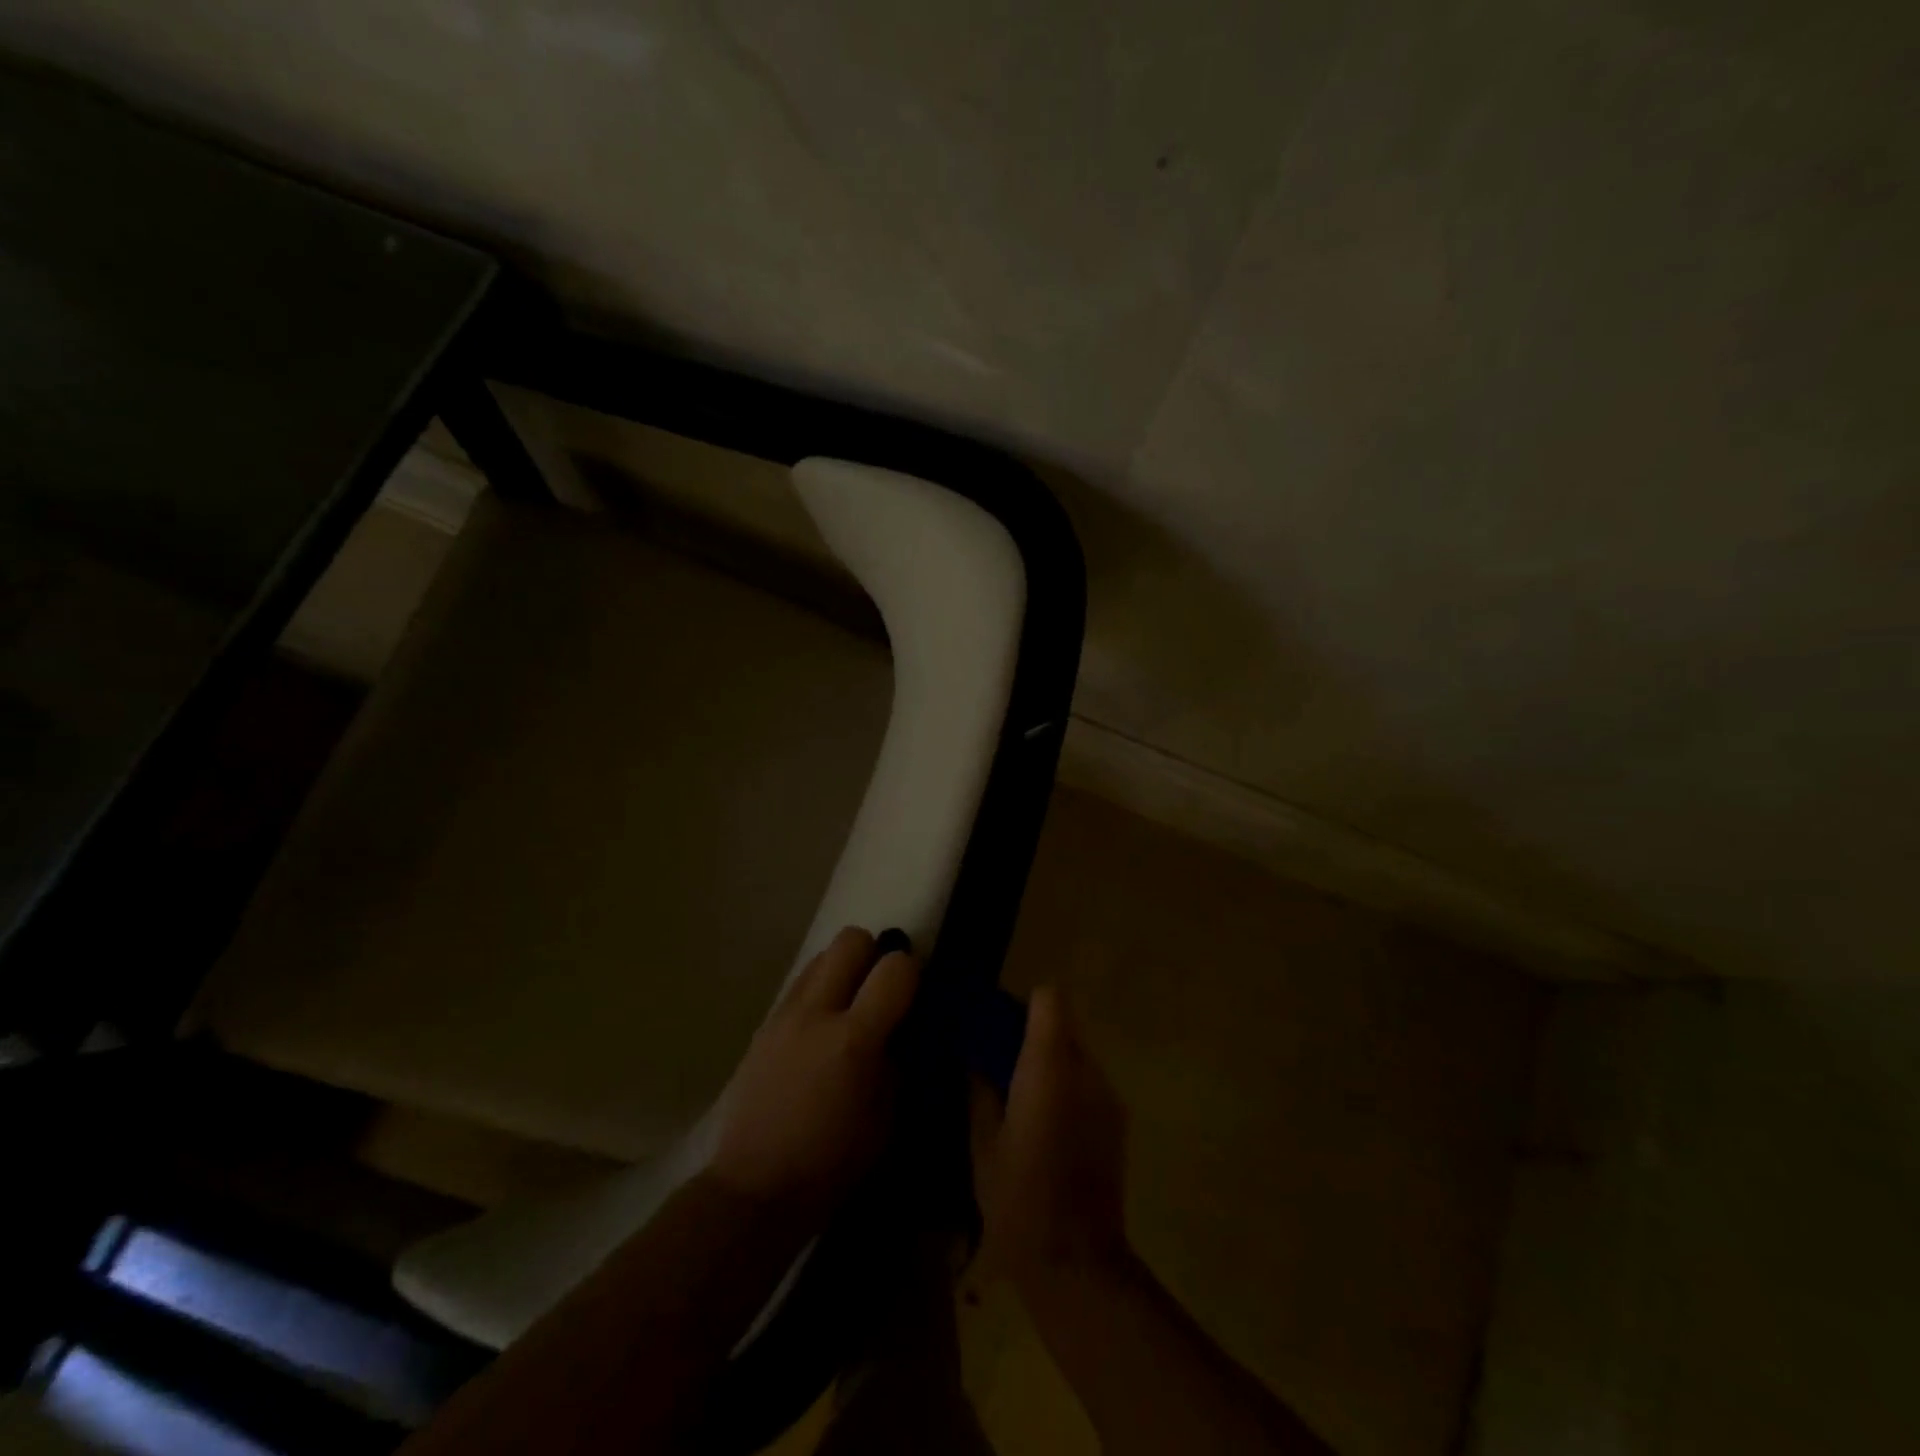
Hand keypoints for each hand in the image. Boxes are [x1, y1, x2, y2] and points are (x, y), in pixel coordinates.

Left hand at [708, 926, 918, 1221]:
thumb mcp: (886, 1120)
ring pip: (821, 956)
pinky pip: (798, 986)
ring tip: (847, 1009)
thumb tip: (898, 1031)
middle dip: (872, 954)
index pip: (895, 968)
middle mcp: (816, 1013)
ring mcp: (784, 1015)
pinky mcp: (763, 1026)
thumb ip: (896, 1062)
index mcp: (854, 1039)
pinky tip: (818, 1032)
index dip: (911, 972)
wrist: (754, 1189)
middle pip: (851, 939)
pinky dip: (817, 993)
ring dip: (842, 972)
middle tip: (878, 990)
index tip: (912, 994)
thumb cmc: (831, 1165)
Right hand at [971, 986, 1129, 1284]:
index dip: (1024, 1004)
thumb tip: (973, 1057)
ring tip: (1020, 1097)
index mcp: (1049, 1066)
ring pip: (1076, 1054)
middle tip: (1000, 1062)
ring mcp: (1108, 1095)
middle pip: (1063, 1024)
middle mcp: (1086, 1069)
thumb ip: (979, 1088)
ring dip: (1050, 1062)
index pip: (1050, 998)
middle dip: (1032, 1034)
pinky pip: (1088, 1082)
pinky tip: (1046, 1125)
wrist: (1076, 1263)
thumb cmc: (1019, 1198)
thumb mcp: (982, 1142)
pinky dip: (1067, 1087)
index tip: (999, 1025)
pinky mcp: (1118, 1120)